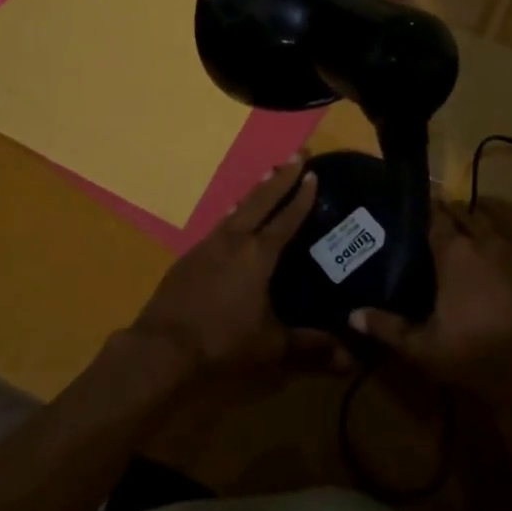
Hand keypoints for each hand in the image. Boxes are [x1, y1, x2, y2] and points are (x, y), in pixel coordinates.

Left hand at [130, 157, 342, 380]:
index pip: (286, 219)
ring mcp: (208, 246)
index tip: (313, 173)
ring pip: (238, 208)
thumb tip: (351, 357)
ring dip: (257, 190)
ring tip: (269, 172)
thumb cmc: (222, 344)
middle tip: (299, 153)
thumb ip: (311, 348)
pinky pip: (220, 224)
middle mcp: (234, 241)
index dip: (302, 196)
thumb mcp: (271, 348)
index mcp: (258, 256)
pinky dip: (234, 212)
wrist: (160, 349)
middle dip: (282, 176)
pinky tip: (233, 214)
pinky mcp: (189, 257)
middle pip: (262, 200)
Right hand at [349, 204, 511, 425]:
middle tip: (438, 216)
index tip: (413, 206)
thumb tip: (352, 314)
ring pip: (498, 218)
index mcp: (455, 254)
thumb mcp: (427, 350)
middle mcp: (486, 241)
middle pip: (465, 212)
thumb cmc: (482, 358)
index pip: (436, 218)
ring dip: (483, 213)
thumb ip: (389, 329)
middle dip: (451, 210)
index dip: (425, 210)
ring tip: (472, 215)